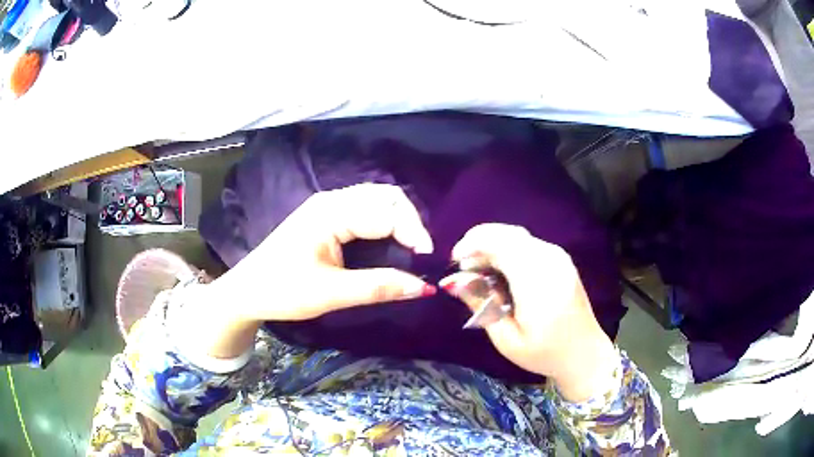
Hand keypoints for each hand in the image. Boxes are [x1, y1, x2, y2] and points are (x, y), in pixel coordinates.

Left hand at [184, 184, 435, 358]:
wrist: (247, 292)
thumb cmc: (283, 291)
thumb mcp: (332, 293)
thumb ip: (379, 287)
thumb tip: (425, 287)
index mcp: (331, 212)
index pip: (387, 211)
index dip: (414, 233)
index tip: (429, 263)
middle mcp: (332, 200)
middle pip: (385, 195)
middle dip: (410, 221)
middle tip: (421, 255)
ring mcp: (327, 206)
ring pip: (377, 200)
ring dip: (399, 221)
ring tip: (411, 250)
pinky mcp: (325, 218)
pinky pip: (365, 211)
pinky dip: (385, 224)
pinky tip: (390, 243)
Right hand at [440, 224, 618, 401]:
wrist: (583, 352)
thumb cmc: (543, 352)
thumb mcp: (506, 338)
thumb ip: (481, 304)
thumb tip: (453, 280)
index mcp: (537, 281)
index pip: (500, 243)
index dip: (472, 245)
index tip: (455, 262)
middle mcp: (550, 259)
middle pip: (507, 233)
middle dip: (479, 242)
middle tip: (464, 268)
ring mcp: (558, 256)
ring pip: (516, 235)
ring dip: (492, 245)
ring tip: (479, 270)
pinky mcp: (560, 258)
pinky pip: (527, 243)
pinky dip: (507, 249)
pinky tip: (500, 270)